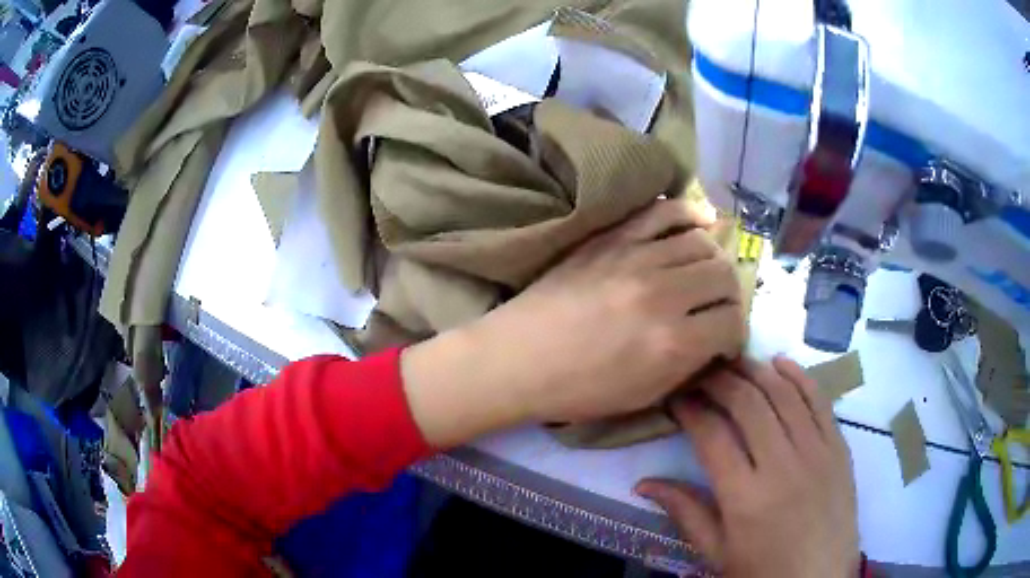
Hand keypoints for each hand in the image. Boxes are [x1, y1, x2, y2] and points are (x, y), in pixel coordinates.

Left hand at [402, 200, 744, 446]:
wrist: (518, 359)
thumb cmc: (578, 389)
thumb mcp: (644, 396)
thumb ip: (689, 366)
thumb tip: (716, 341)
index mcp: (673, 343)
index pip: (732, 323)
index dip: (736, 334)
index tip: (725, 340)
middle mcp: (664, 294)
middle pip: (725, 276)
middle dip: (731, 296)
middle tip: (718, 308)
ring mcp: (637, 258)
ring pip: (702, 242)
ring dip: (714, 260)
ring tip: (705, 274)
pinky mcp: (613, 237)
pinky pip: (663, 211)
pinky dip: (689, 213)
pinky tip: (700, 223)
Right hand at [636, 357, 859, 577]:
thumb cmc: (762, 571)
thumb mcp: (717, 552)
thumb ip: (685, 512)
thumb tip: (643, 483)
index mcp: (744, 497)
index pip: (711, 435)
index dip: (689, 409)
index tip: (676, 396)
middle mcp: (782, 466)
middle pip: (747, 403)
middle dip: (719, 380)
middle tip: (700, 371)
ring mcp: (816, 452)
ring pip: (784, 393)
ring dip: (756, 370)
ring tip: (734, 360)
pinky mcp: (839, 447)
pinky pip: (819, 400)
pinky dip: (799, 376)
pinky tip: (780, 363)